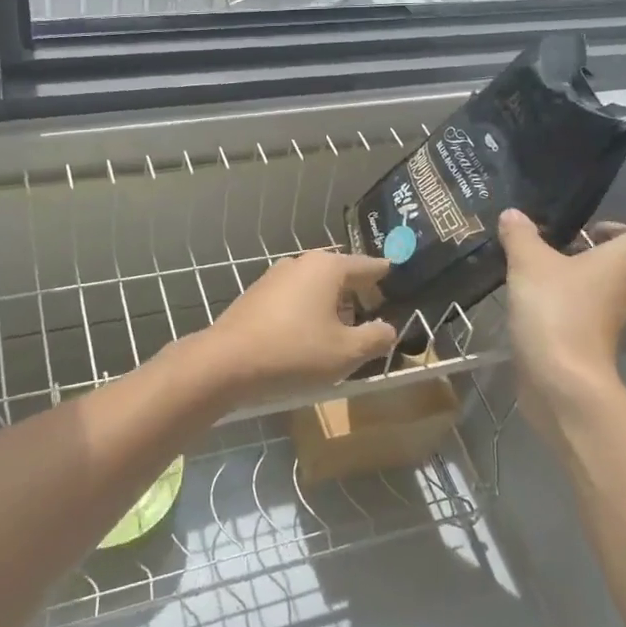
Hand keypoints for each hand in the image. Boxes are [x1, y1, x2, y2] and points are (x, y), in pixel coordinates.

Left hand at [198, 251, 396, 404]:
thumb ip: (376, 337)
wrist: (225, 362)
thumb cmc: (294, 352)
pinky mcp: (256, 296)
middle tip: (376, 315)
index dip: (386, 277)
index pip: (367, 265)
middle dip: (359, 294)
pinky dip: (309, 312)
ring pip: (315, 287)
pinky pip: (295, 299)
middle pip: (340, 274)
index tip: (400, 281)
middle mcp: (300, 263)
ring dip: (332, 306)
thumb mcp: (346, 352)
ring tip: (345, 333)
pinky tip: (310, 338)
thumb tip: (388, 328)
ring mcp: (274, 277)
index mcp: (327, 267)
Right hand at [498, 209, 625, 440]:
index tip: (576, 231)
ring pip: (599, 293)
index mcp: (622, 263)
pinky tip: (533, 312)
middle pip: (615, 264)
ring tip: (533, 280)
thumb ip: (520, 235)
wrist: (562, 381)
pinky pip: (585, 319)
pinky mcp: (597, 349)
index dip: (610, 228)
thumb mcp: (528, 263)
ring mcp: (615, 324)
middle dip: (582, 255)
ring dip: (572, 285)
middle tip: (544, 252)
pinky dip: (565, 313)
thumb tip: (513, 214)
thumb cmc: (555, 310)